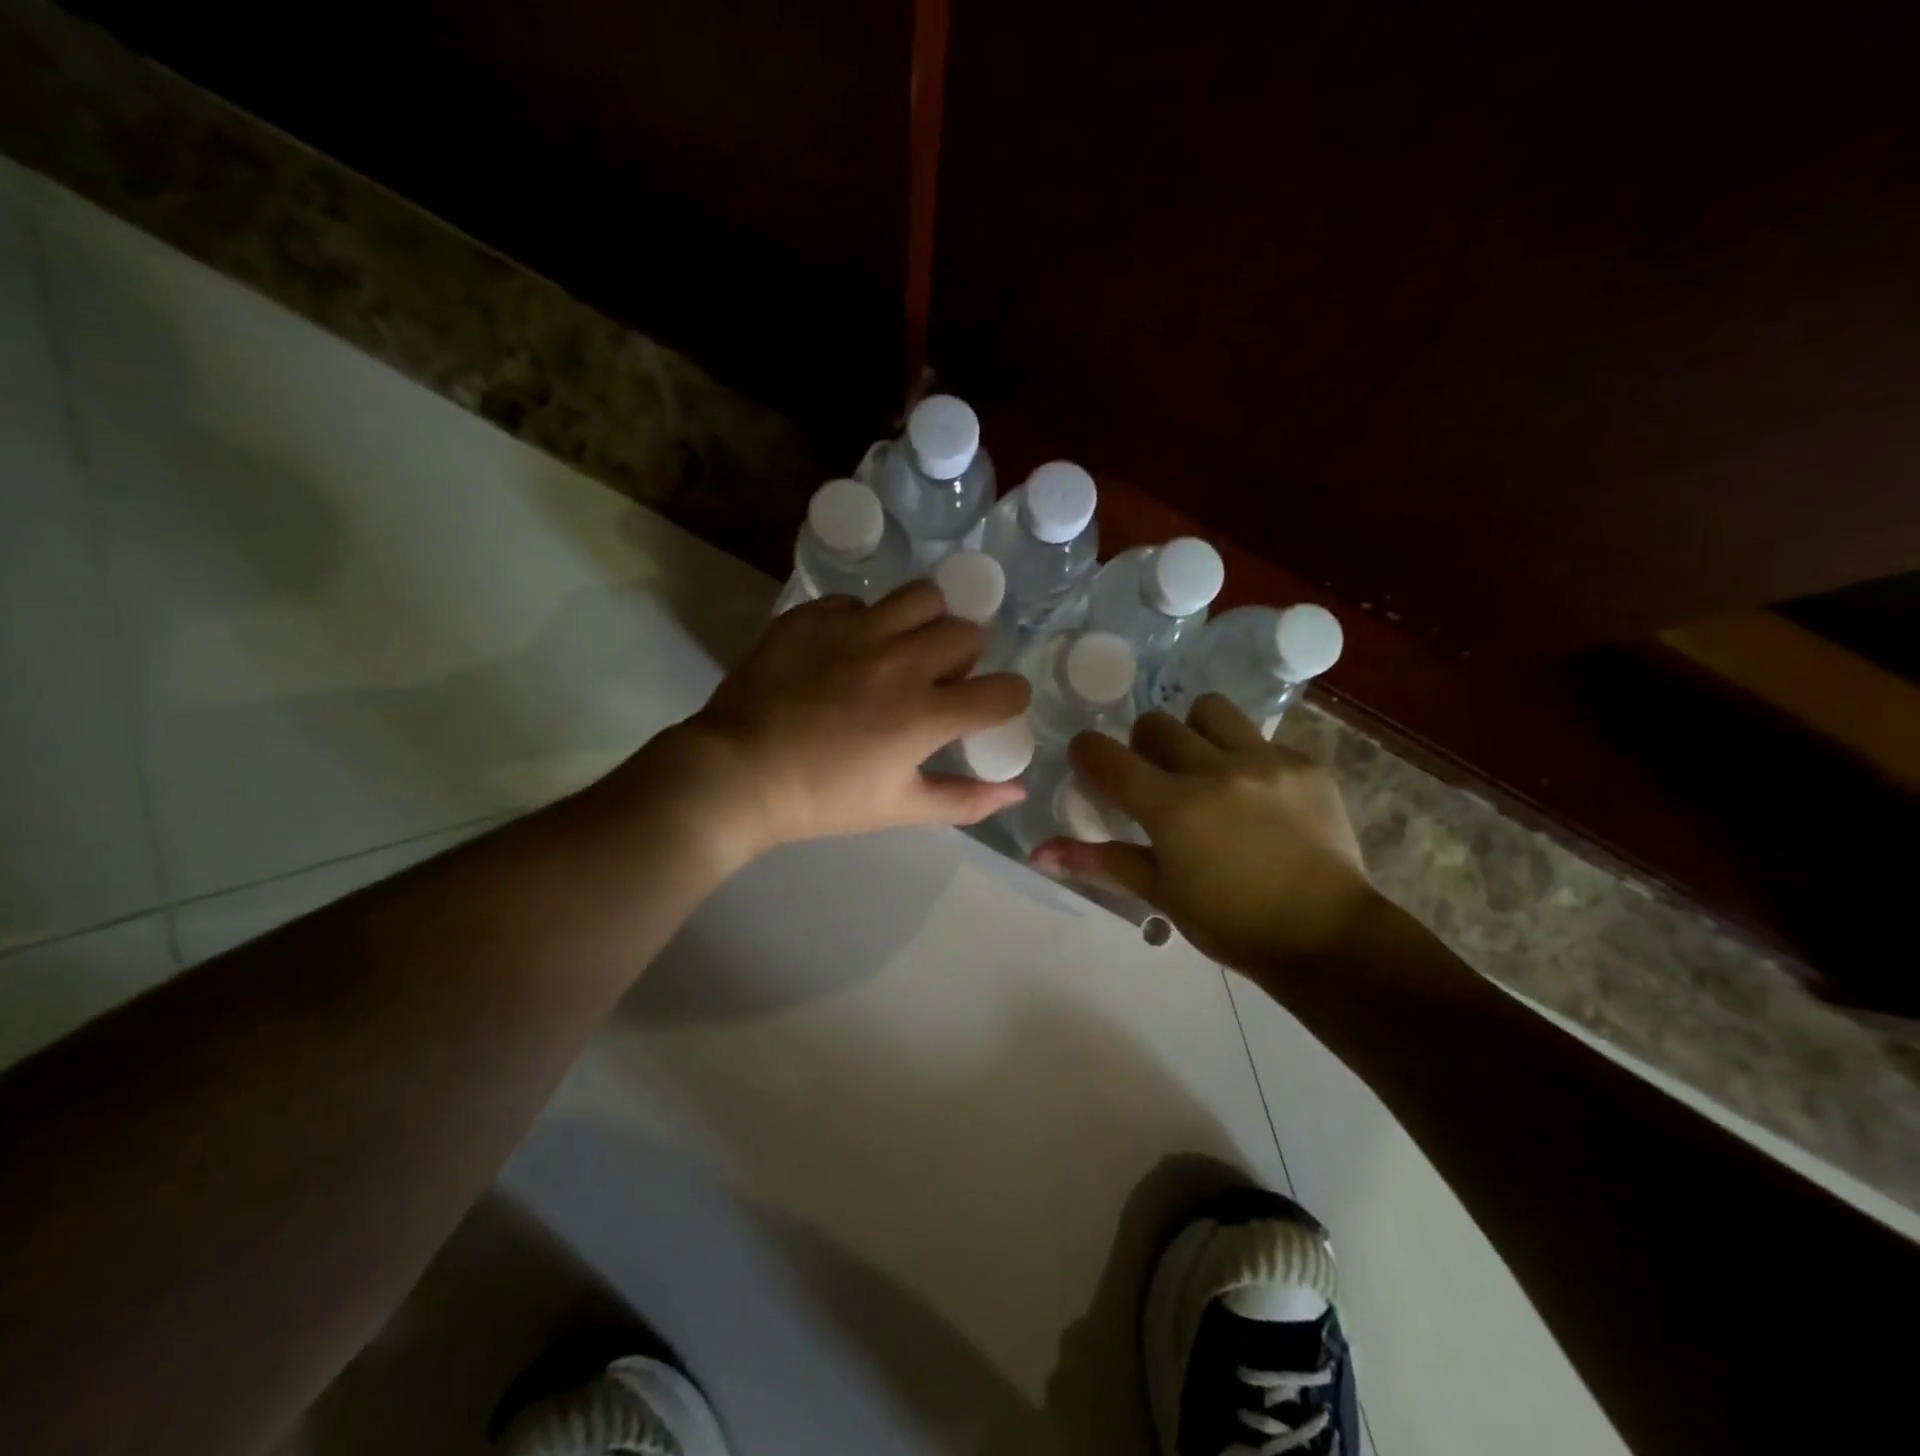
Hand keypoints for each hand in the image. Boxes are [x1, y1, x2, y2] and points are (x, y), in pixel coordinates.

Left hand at [621, 581, 1030, 865]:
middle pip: (967, 632)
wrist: (737, 773)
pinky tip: (844, 650)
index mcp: (926, 713)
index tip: (991, 708)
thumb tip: (1018, 790)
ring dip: (925, 621)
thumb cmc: (822, 799)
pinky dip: (863, 622)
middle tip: (937, 681)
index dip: (1009, 700)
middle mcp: (900, 660)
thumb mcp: (899, 809)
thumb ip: (965, 799)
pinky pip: (858, 602)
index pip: (1004, 691)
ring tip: (902, 647)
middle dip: (965, 657)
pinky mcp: (813, 616)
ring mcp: (854, 630)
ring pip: (921, 596)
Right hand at [1032, 695, 1376, 972]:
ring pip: (1209, 710)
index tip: (1089, 764)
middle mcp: (1214, 771)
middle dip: (1142, 746)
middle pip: (1155, 724)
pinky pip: (1261, 739)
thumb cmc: (1232, 925)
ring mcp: (1264, 762)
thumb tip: (1039, 853)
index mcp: (1172, 807)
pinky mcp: (1304, 764)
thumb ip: (1100, 862)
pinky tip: (1258, 796)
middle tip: (1154, 778)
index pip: (1106, 756)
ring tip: (1205, 765)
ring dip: (1194, 731)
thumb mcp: (1161, 895)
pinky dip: (1245, 757)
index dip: (1086, 754)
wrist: (1328, 937)